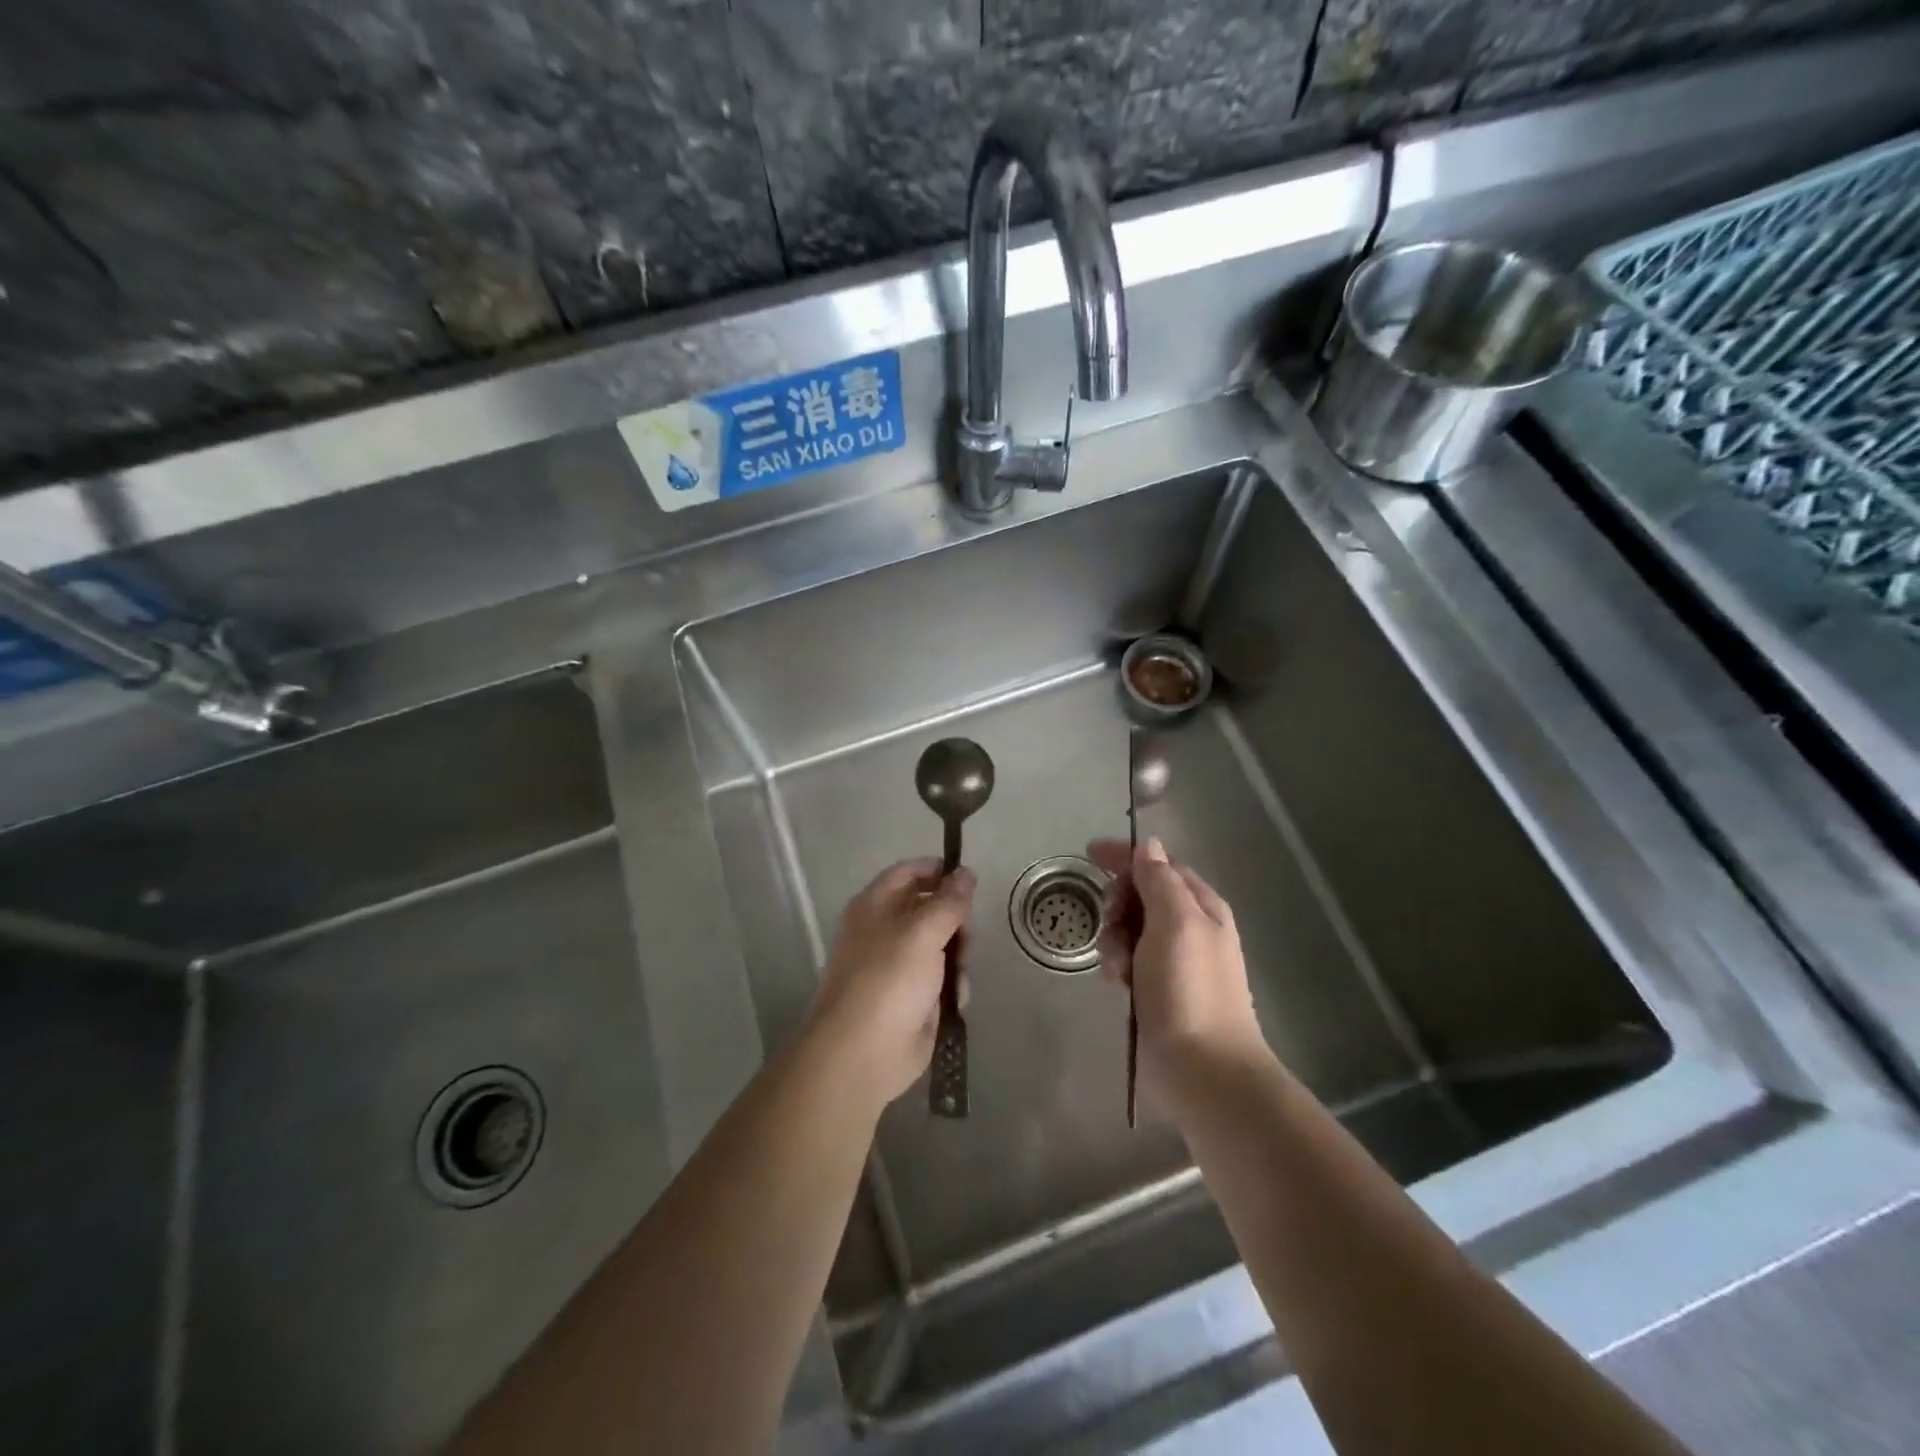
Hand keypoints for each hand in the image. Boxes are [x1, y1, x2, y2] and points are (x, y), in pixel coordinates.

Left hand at [807, 858, 976, 1107]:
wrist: (863, 1053)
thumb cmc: (888, 979)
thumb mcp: (923, 931)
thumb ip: (949, 901)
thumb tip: (966, 872)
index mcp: (876, 906)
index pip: (909, 872)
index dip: (938, 871)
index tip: (969, 881)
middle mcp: (886, 931)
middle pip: (932, 910)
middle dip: (955, 923)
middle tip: (966, 938)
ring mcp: (899, 966)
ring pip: (943, 946)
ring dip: (958, 958)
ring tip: (957, 976)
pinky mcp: (914, 997)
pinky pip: (943, 979)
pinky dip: (952, 986)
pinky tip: (952, 1000)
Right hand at [1088, 836, 1269, 1085]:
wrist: (1204, 1071)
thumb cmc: (1189, 990)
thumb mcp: (1175, 923)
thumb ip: (1159, 880)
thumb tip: (1149, 846)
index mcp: (1201, 906)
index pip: (1159, 864)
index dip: (1125, 857)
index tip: (1089, 854)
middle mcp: (1190, 928)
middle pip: (1141, 895)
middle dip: (1118, 904)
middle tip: (1110, 921)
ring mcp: (1173, 961)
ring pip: (1129, 929)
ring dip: (1114, 940)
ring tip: (1116, 968)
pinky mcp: (1157, 990)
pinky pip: (1128, 961)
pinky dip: (1118, 966)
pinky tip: (1118, 985)